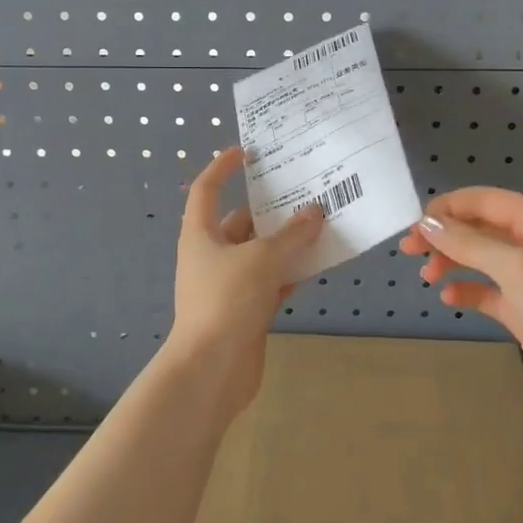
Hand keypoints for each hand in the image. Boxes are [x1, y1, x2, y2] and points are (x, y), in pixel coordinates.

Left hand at [169, 147, 324, 413]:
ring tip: (322, 223)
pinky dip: (291, 272)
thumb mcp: (262, 259)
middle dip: (272, 209)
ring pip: (261, 253)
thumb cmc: (226, 300)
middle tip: (306, 191)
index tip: (247, 151)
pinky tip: (319, 263)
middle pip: (242, 221)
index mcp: (200, 234)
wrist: (211, 370)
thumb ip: (291, 235)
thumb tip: (315, 212)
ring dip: (287, 241)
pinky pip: (272, 281)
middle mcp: (212, 254)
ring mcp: (229, 284)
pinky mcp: (246, 310)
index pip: (207, 189)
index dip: (223, 166)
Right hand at [400, 187, 522, 419]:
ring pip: (480, 258)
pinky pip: (488, 290)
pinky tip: (449, 298)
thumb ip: (468, 243)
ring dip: (452, 262)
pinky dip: (467, 289)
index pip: (483, 201)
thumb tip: (427, 222)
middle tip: (409, 251)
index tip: (415, 226)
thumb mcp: (515, 266)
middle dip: (444, 236)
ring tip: (428, 277)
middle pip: (479, 228)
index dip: (447, 208)